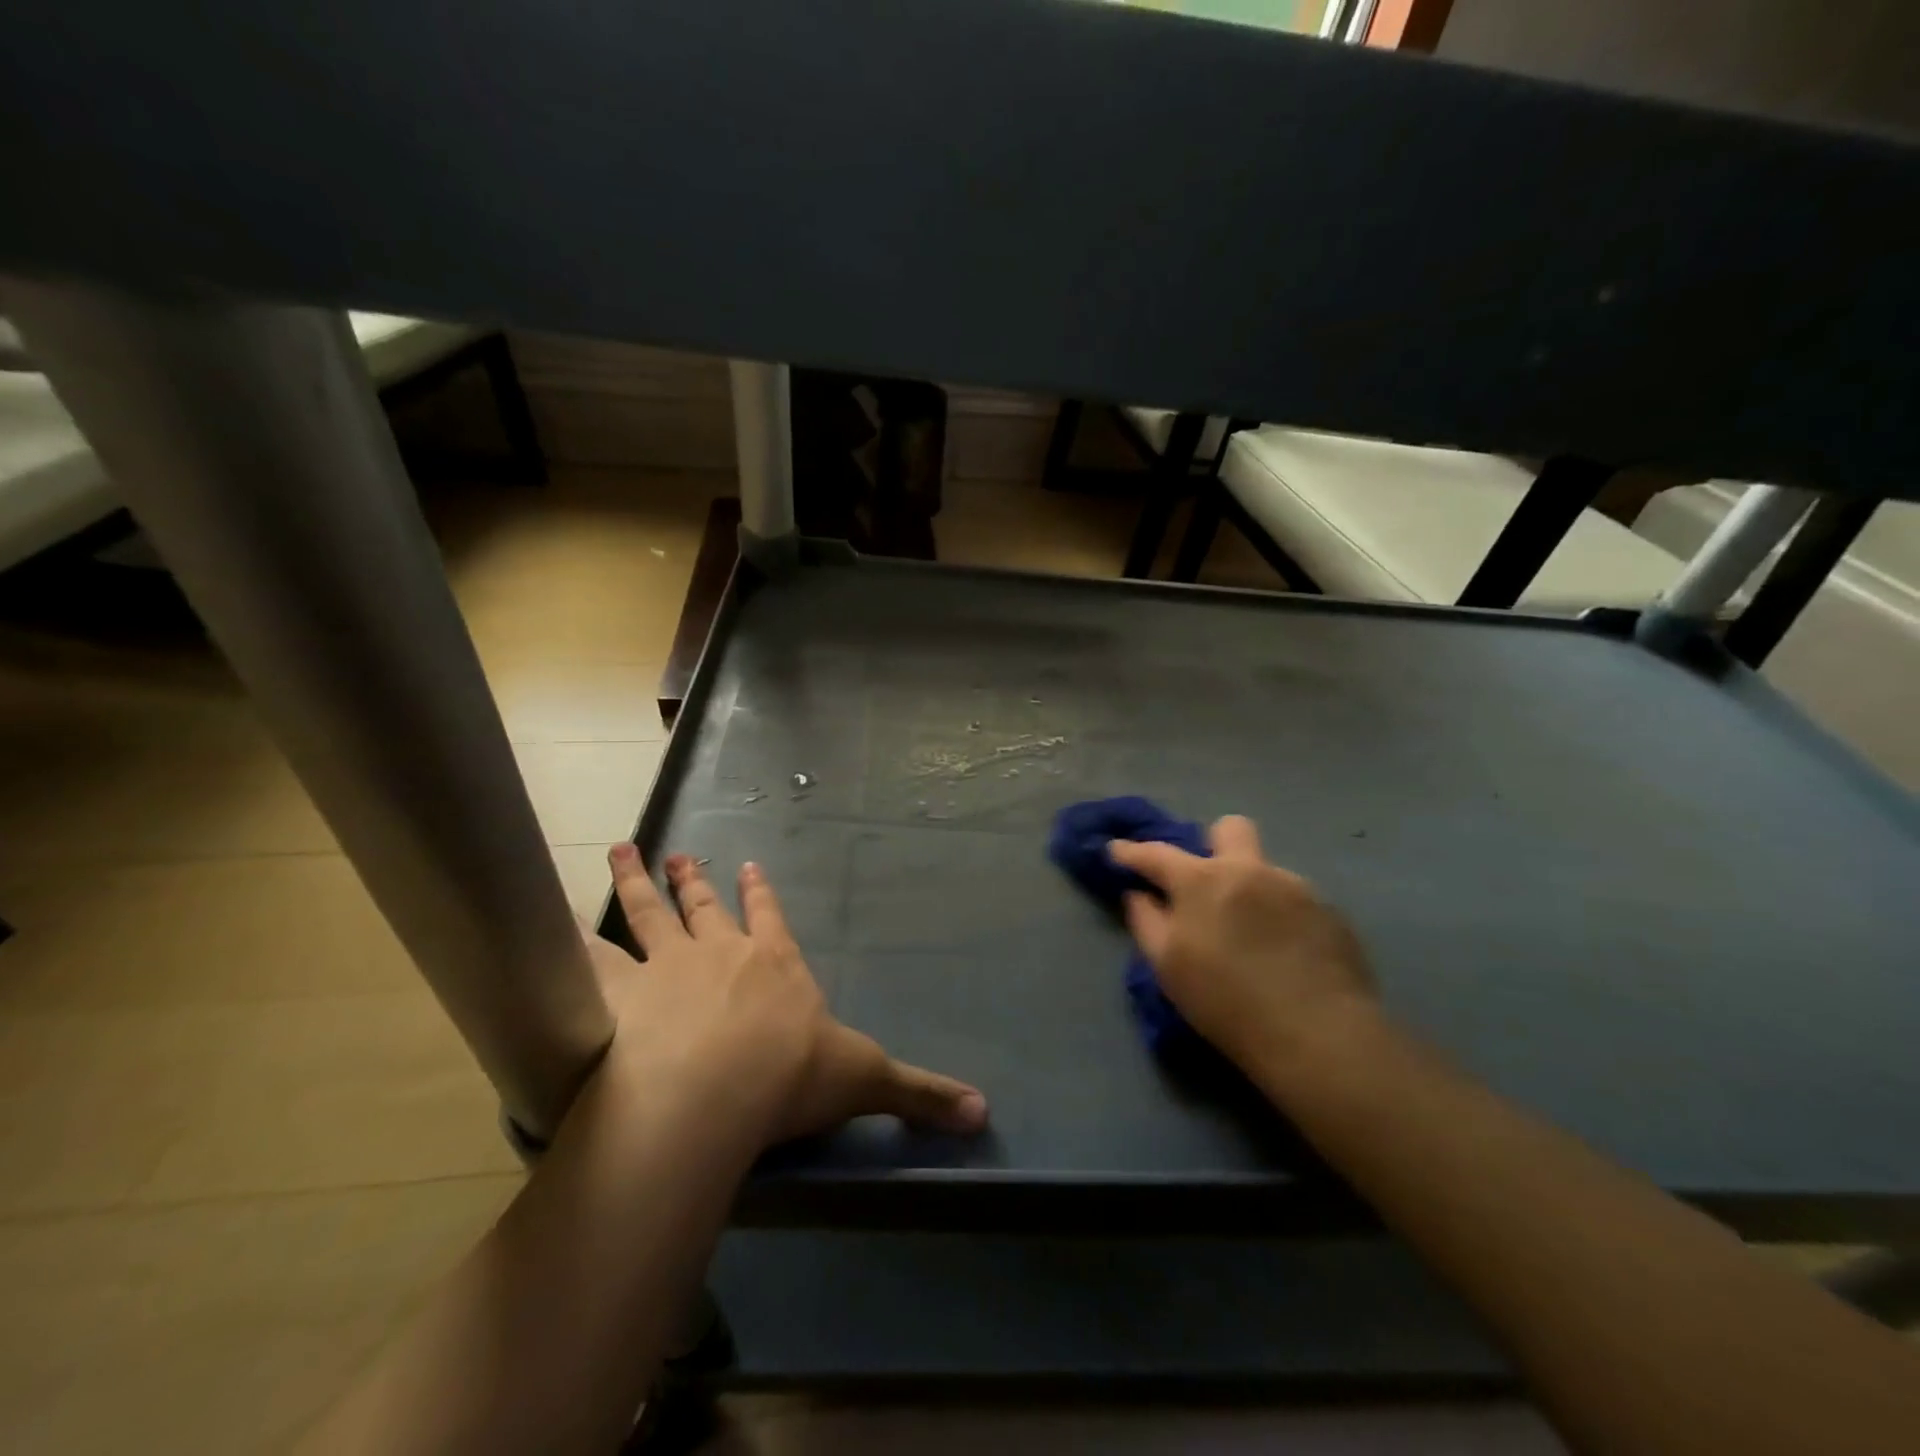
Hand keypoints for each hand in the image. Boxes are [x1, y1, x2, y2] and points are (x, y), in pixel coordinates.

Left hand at [593, 844, 987, 1146]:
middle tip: (677, 853)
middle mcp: (719, 955)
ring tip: (620, 851)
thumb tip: (985, 1112)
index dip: (760, 894)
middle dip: (694, 880)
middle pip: (703, 907)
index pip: (770, 919)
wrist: (713, 1094)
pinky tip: (545, 926)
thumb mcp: (866, 1081)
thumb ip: (920, 1094)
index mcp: (774, 966)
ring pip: (647, 916)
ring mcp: (665, 970)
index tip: (747, 865)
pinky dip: (568, 944)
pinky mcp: (616, 997)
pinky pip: (588, 963)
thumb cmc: (791, 1077)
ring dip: (635, 885)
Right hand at [1109, 815, 1378, 1078]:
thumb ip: (1146, 921)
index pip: (1156, 853)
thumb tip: (1137, 894)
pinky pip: (1294, 901)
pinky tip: (1284, 953)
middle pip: (1230, 829)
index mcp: (1203, 880)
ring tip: (1251, 935)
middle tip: (1206, 882)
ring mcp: (1296, 887)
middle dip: (1212, 843)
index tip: (1116, 851)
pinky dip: (1280, 916)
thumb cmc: (1227, 1003)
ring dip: (1249, 890)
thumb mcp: (1168, 967)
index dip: (1131, 851)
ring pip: (1264, 871)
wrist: (1318, 1037)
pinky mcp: (1330, 913)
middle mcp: (1250, 870)